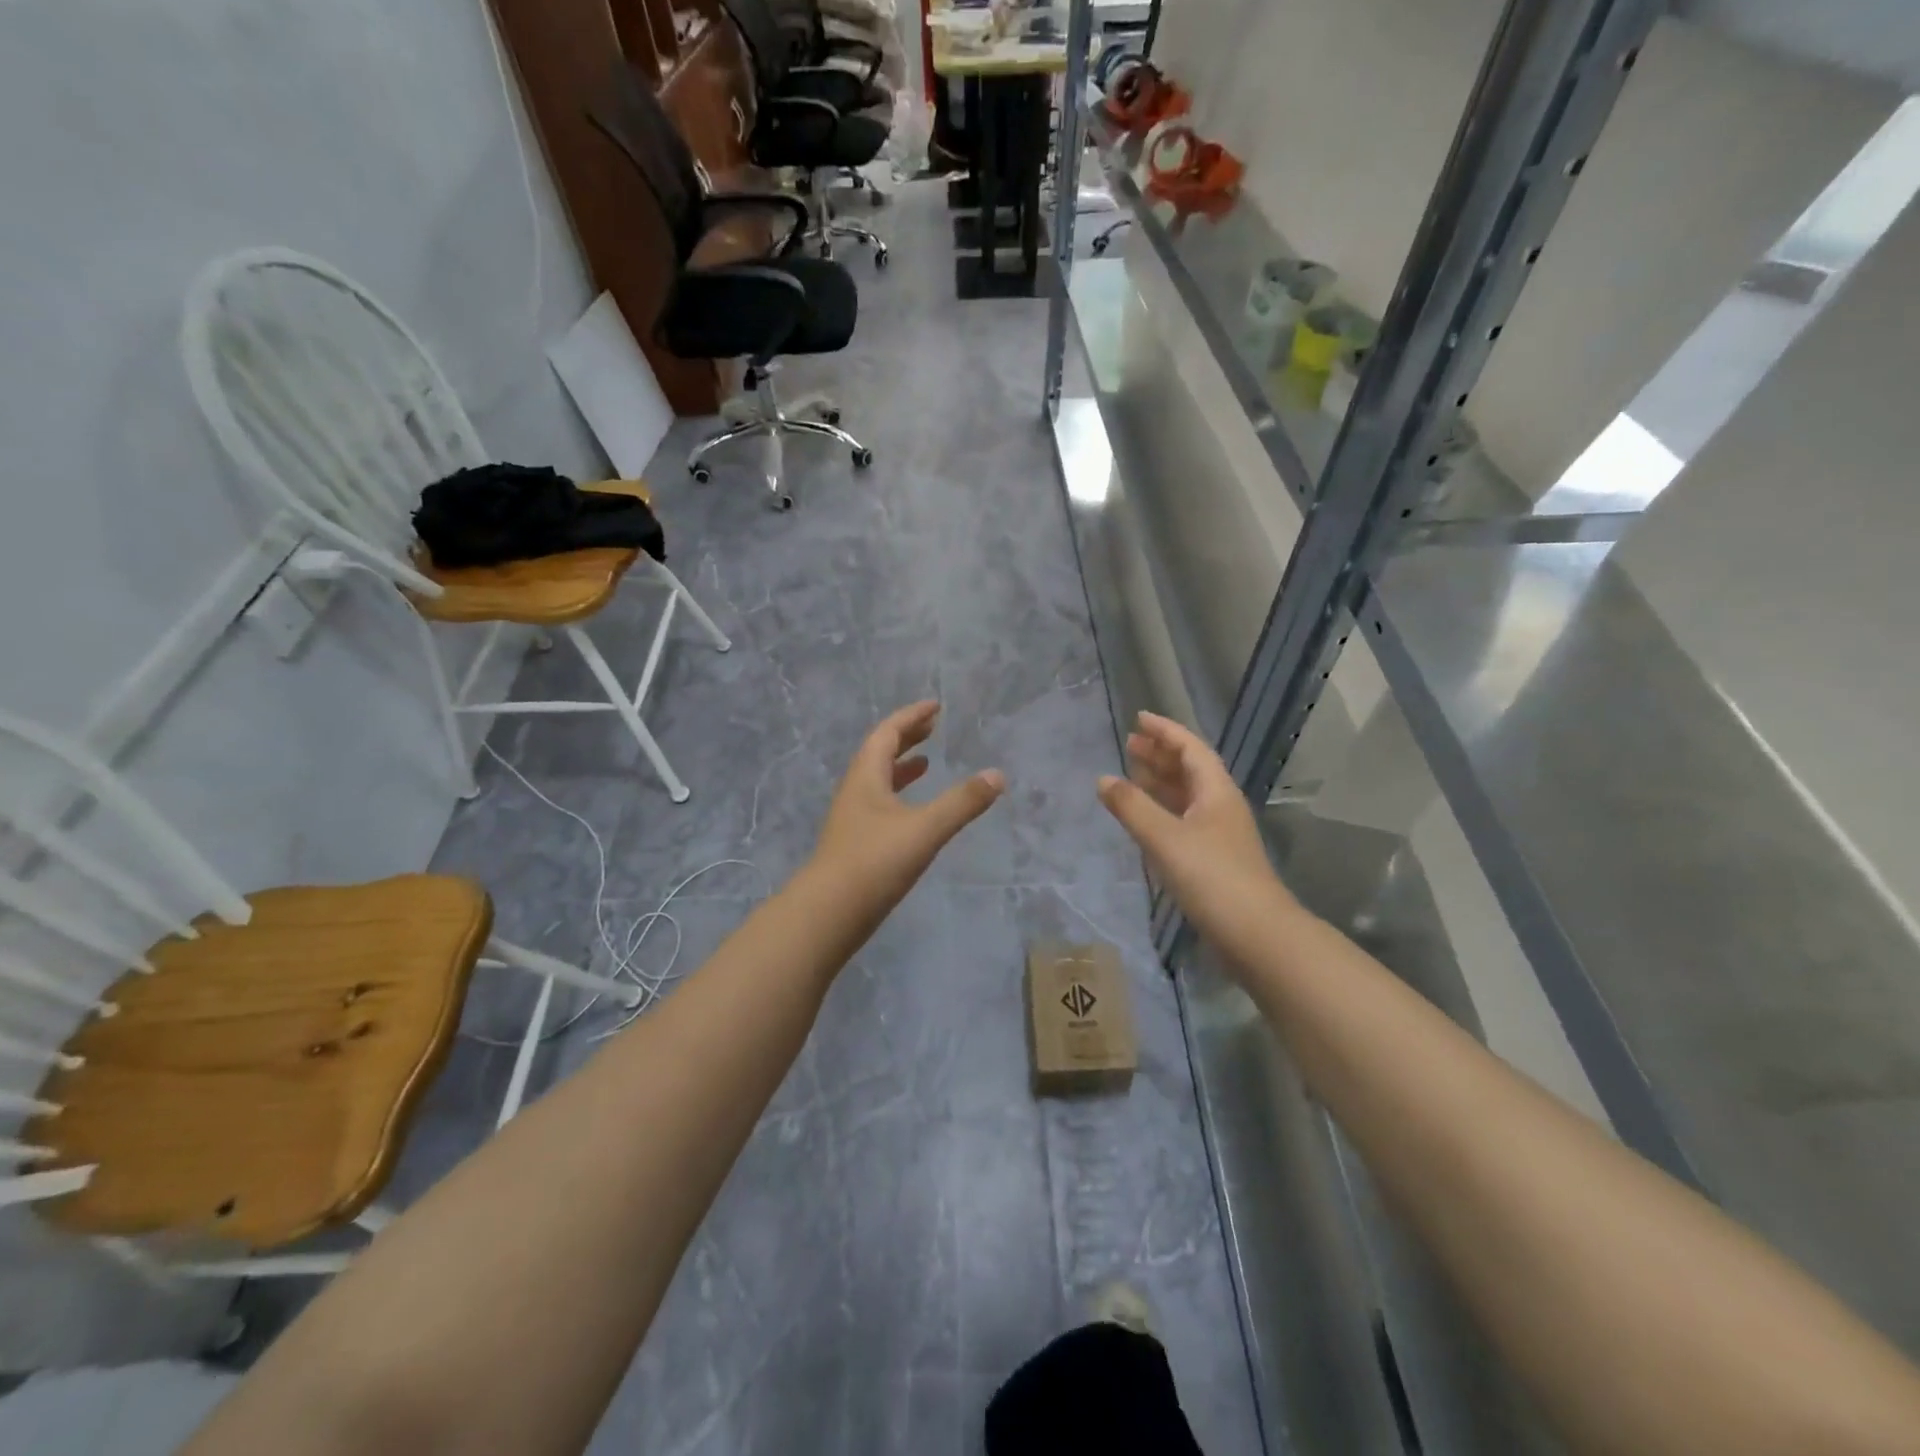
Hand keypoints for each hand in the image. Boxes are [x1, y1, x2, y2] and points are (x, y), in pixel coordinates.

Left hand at [810, 702, 1004, 915]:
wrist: (828, 913)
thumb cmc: (875, 862)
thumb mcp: (925, 829)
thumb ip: (962, 802)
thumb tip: (997, 775)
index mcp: (866, 777)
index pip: (888, 733)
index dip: (911, 717)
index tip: (935, 706)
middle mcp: (856, 791)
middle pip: (880, 753)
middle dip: (907, 737)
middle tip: (933, 727)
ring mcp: (853, 819)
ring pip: (878, 781)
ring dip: (902, 767)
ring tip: (926, 763)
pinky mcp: (856, 844)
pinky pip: (880, 805)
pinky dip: (900, 797)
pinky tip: (914, 813)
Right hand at [1097, 712, 1291, 943]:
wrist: (1255, 933)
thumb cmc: (1211, 876)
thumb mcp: (1165, 837)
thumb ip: (1132, 807)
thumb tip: (1103, 779)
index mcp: (1215, 791)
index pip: (1190, 748)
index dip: (1164, 731)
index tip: (1138, 719)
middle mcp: (1220, 806)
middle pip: (1189, 769)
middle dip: (1160, 754)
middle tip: (1128, 744)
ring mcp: (1218, 834)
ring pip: (1186, 796)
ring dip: (1160, 782)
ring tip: (1131, 773)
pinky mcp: (1213, 859)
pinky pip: (1183, 820)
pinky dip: (1162, 810)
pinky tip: (1145, 817)